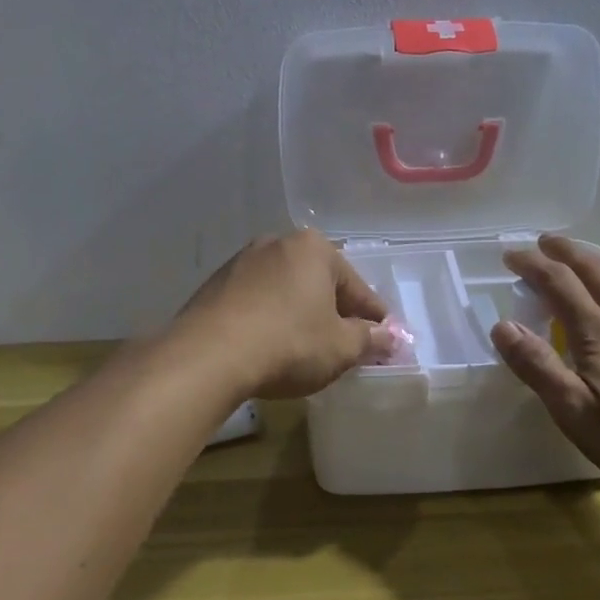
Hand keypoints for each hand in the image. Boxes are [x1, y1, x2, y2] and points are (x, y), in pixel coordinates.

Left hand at [175, 230, 391, 399]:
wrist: (208, 356)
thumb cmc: (288, 344)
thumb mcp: (341, 348)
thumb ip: (370, 339)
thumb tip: (391, 337)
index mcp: (314, 248)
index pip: (356, 286)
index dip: (373, 317)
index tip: (384, 340)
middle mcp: (276, 243)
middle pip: (319, 283)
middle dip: (334, 312)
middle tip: (346, 346)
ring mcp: (240, 262)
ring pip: (285, 291)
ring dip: (299, 315)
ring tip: (307, 349)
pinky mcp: (214, 286)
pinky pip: (256, 302)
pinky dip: (269, 319)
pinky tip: (270, 346)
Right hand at [490, 235, 599, 499]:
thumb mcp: (575, 411)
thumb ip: (537, 366)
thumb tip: (503, 326)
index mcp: (596, 331)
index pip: (557, 282)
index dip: (531, 264)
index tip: (511, 256)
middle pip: (593, 268)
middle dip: (564, 251)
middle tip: (544, 242)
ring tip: (587, 267)